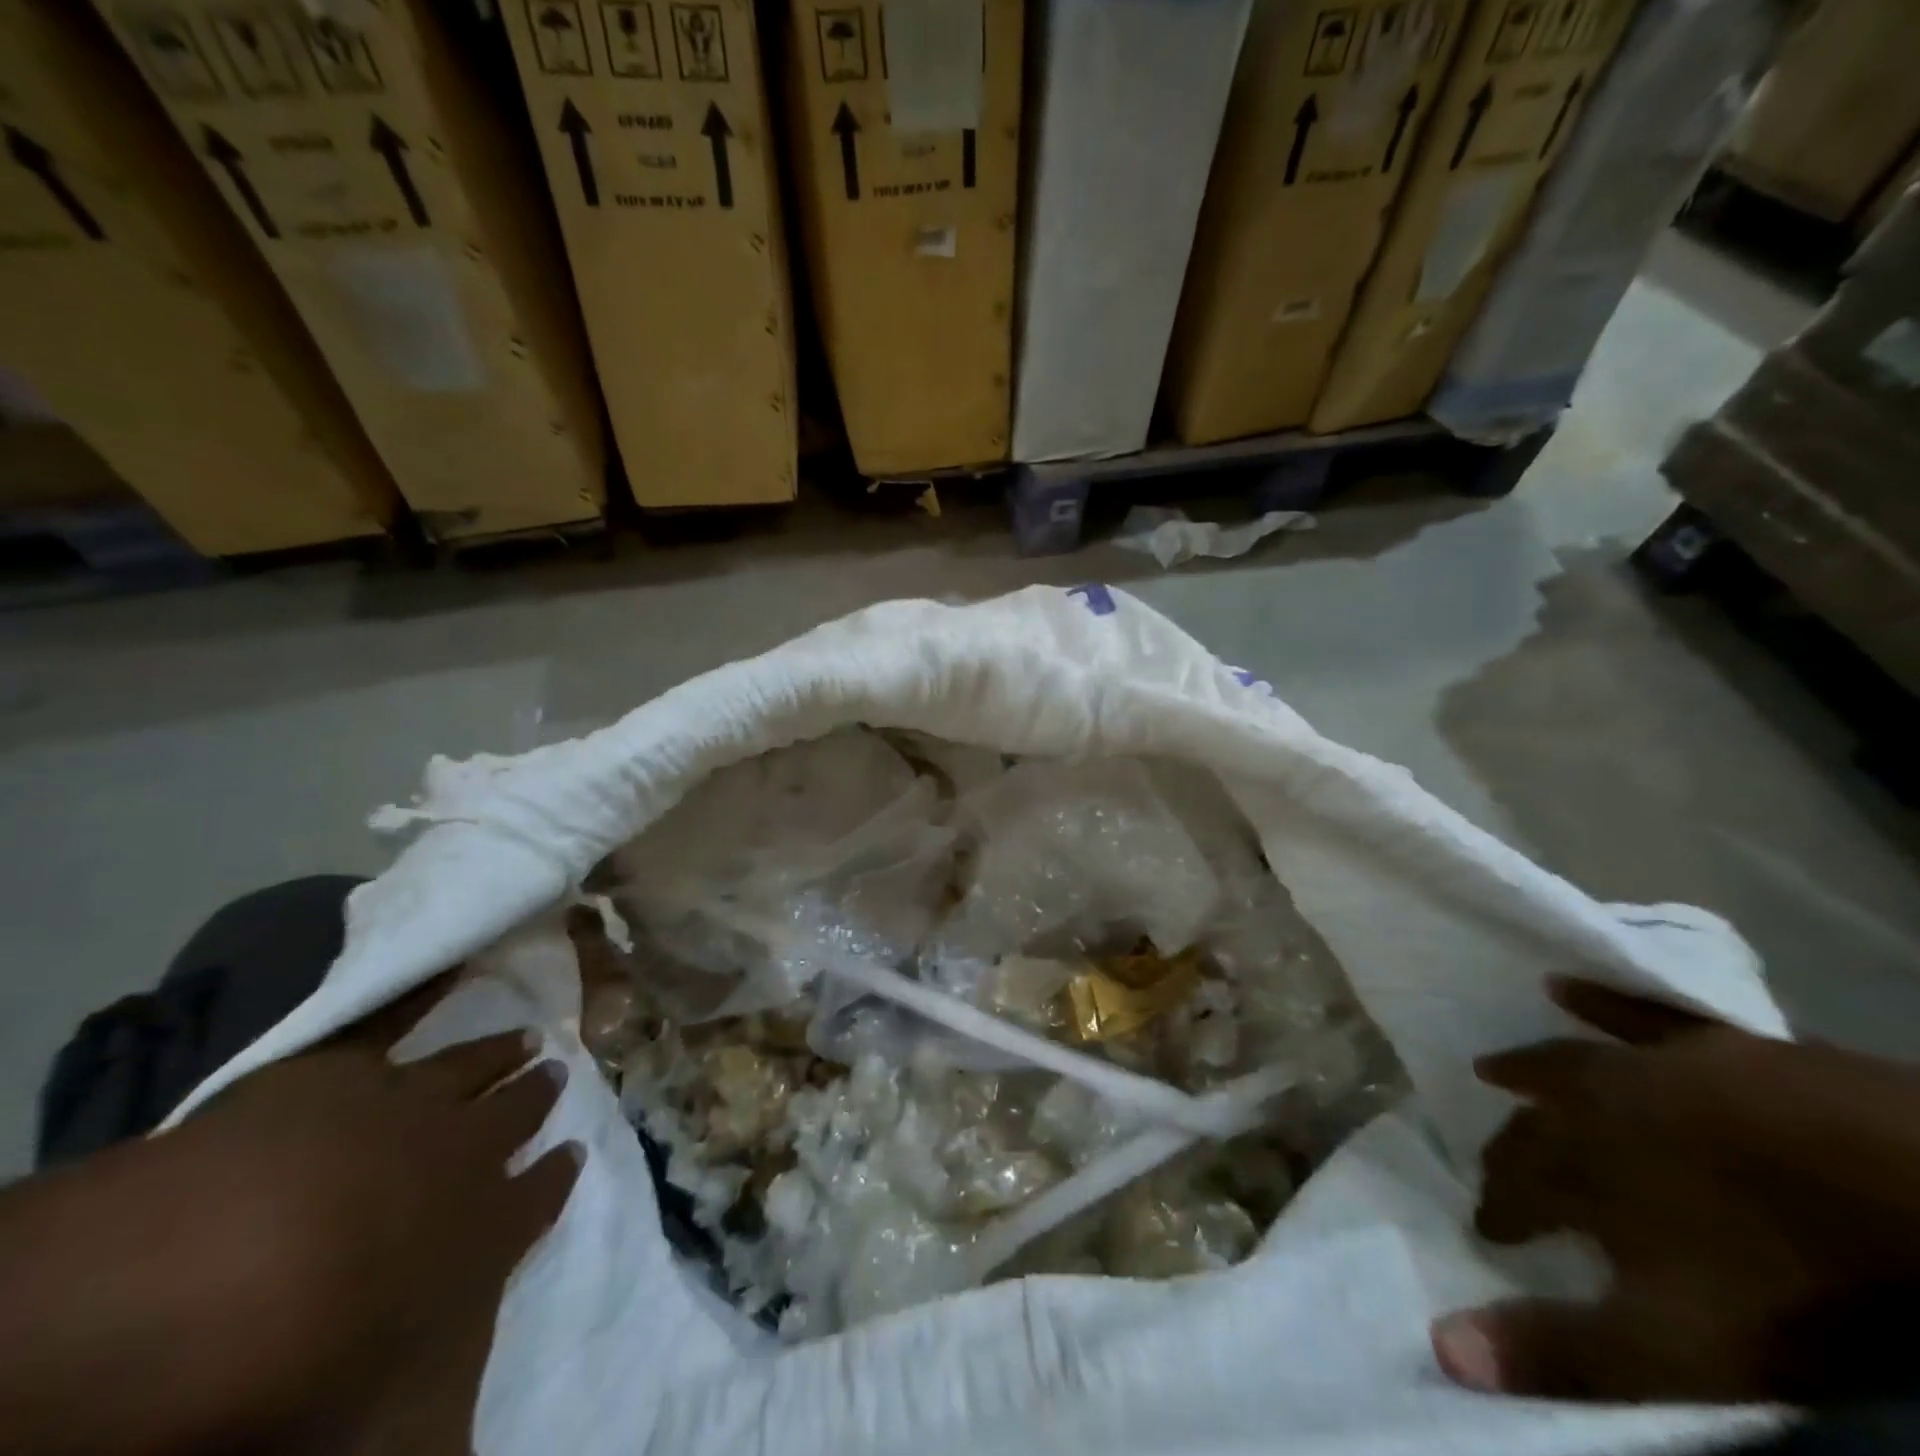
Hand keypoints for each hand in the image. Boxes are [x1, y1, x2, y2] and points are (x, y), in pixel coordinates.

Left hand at [0, 977, 580, 1455]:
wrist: (209, 1272)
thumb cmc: (295, 1359)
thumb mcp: (375, 1407)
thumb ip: (432, 1387)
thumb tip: (463, 1429)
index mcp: (476, 1232)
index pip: (537, 1199)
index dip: (557, 1178)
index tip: (576, 1153)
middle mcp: (460, 1156)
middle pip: (511, 1121)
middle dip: (536, 1100)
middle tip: (559, 1073)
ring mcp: (406, 1105)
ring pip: (472, 1068)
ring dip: (501, 1054)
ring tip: (527, 1039)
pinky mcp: (344, 1072)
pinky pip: (393, 1020)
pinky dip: (425, 993)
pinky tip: (456, 968)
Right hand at [1431, 977, 1919, 1403]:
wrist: (1913, 1188)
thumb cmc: (1789, 1277)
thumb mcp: (1678, 1344)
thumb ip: (1561, 1347)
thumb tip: (1440, 1348)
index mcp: (1576, 1169)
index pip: (1512, 1189)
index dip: (1496, 1210)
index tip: (1487, 1229)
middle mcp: (1588, 1108)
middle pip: (1531, 1125)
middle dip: (1507, 1146)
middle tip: (1495, 1162)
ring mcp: (1646, 1066)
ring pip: (1561, 1064)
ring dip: (1524, 1068)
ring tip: (1494, 1068)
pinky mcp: (1704, 1043)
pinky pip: (1632, 1011)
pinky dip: (1595, 1001)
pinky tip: (1561, 986)